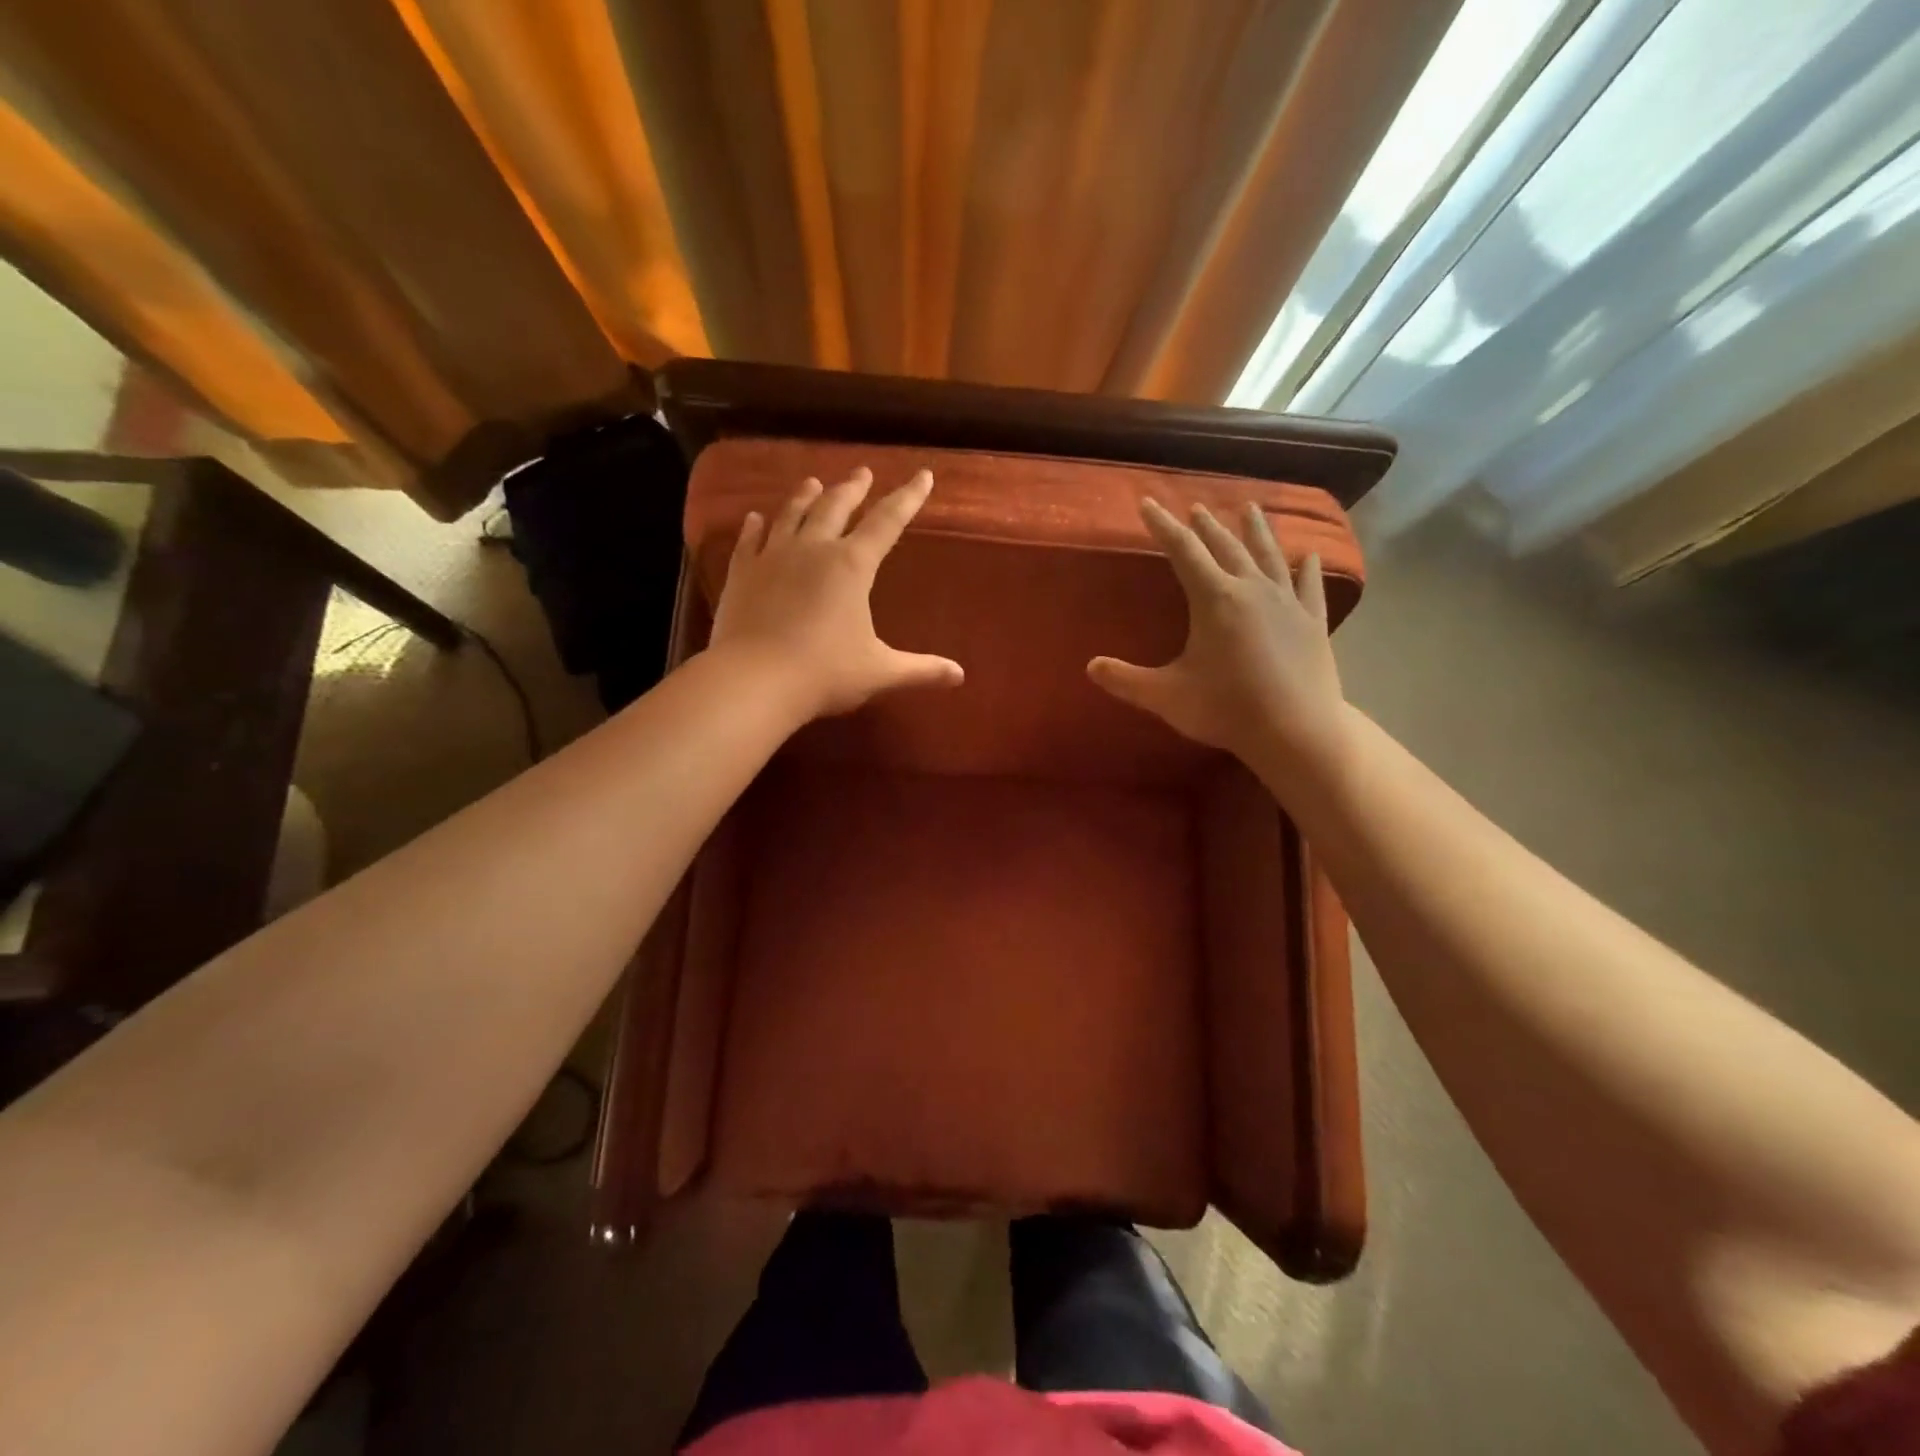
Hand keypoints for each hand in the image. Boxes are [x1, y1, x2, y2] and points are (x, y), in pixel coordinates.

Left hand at [708, 466, 963, 719]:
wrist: (754, 681)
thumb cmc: (825, 673)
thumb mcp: (880, 672)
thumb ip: (921, 670)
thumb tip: (960, 676)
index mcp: (852, 565)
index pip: (888, 521)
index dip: (908, 498)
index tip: (922, 475)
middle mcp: (813, 549)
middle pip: (836, 506)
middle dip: (853, 488)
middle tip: (862, 472)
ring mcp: (772, 557)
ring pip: (792, 514)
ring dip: (805, 496)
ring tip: (813, 482)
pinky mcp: (742, 574)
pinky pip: (749, 540)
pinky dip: (754, 526)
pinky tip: (754, 518)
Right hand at [1088, 498, 1348, 786]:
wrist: (1296, 731)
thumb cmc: (1226, 709)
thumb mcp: (1165, 696)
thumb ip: (1126, 680)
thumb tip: (1091, 667)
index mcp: (1214, 598)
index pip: (1182, 551)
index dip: (1163, 526)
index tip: (1148, 504)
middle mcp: (1252, 589)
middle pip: (1226, 546)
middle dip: (1206, 526)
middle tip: (1195, 508)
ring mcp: (1288, 602)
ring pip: (1269, 555)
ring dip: (1256, 531)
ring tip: (1250, 509)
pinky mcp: (1313, 622)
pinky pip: (1309, 585)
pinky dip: (1308, 568)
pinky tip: (1310, 556)